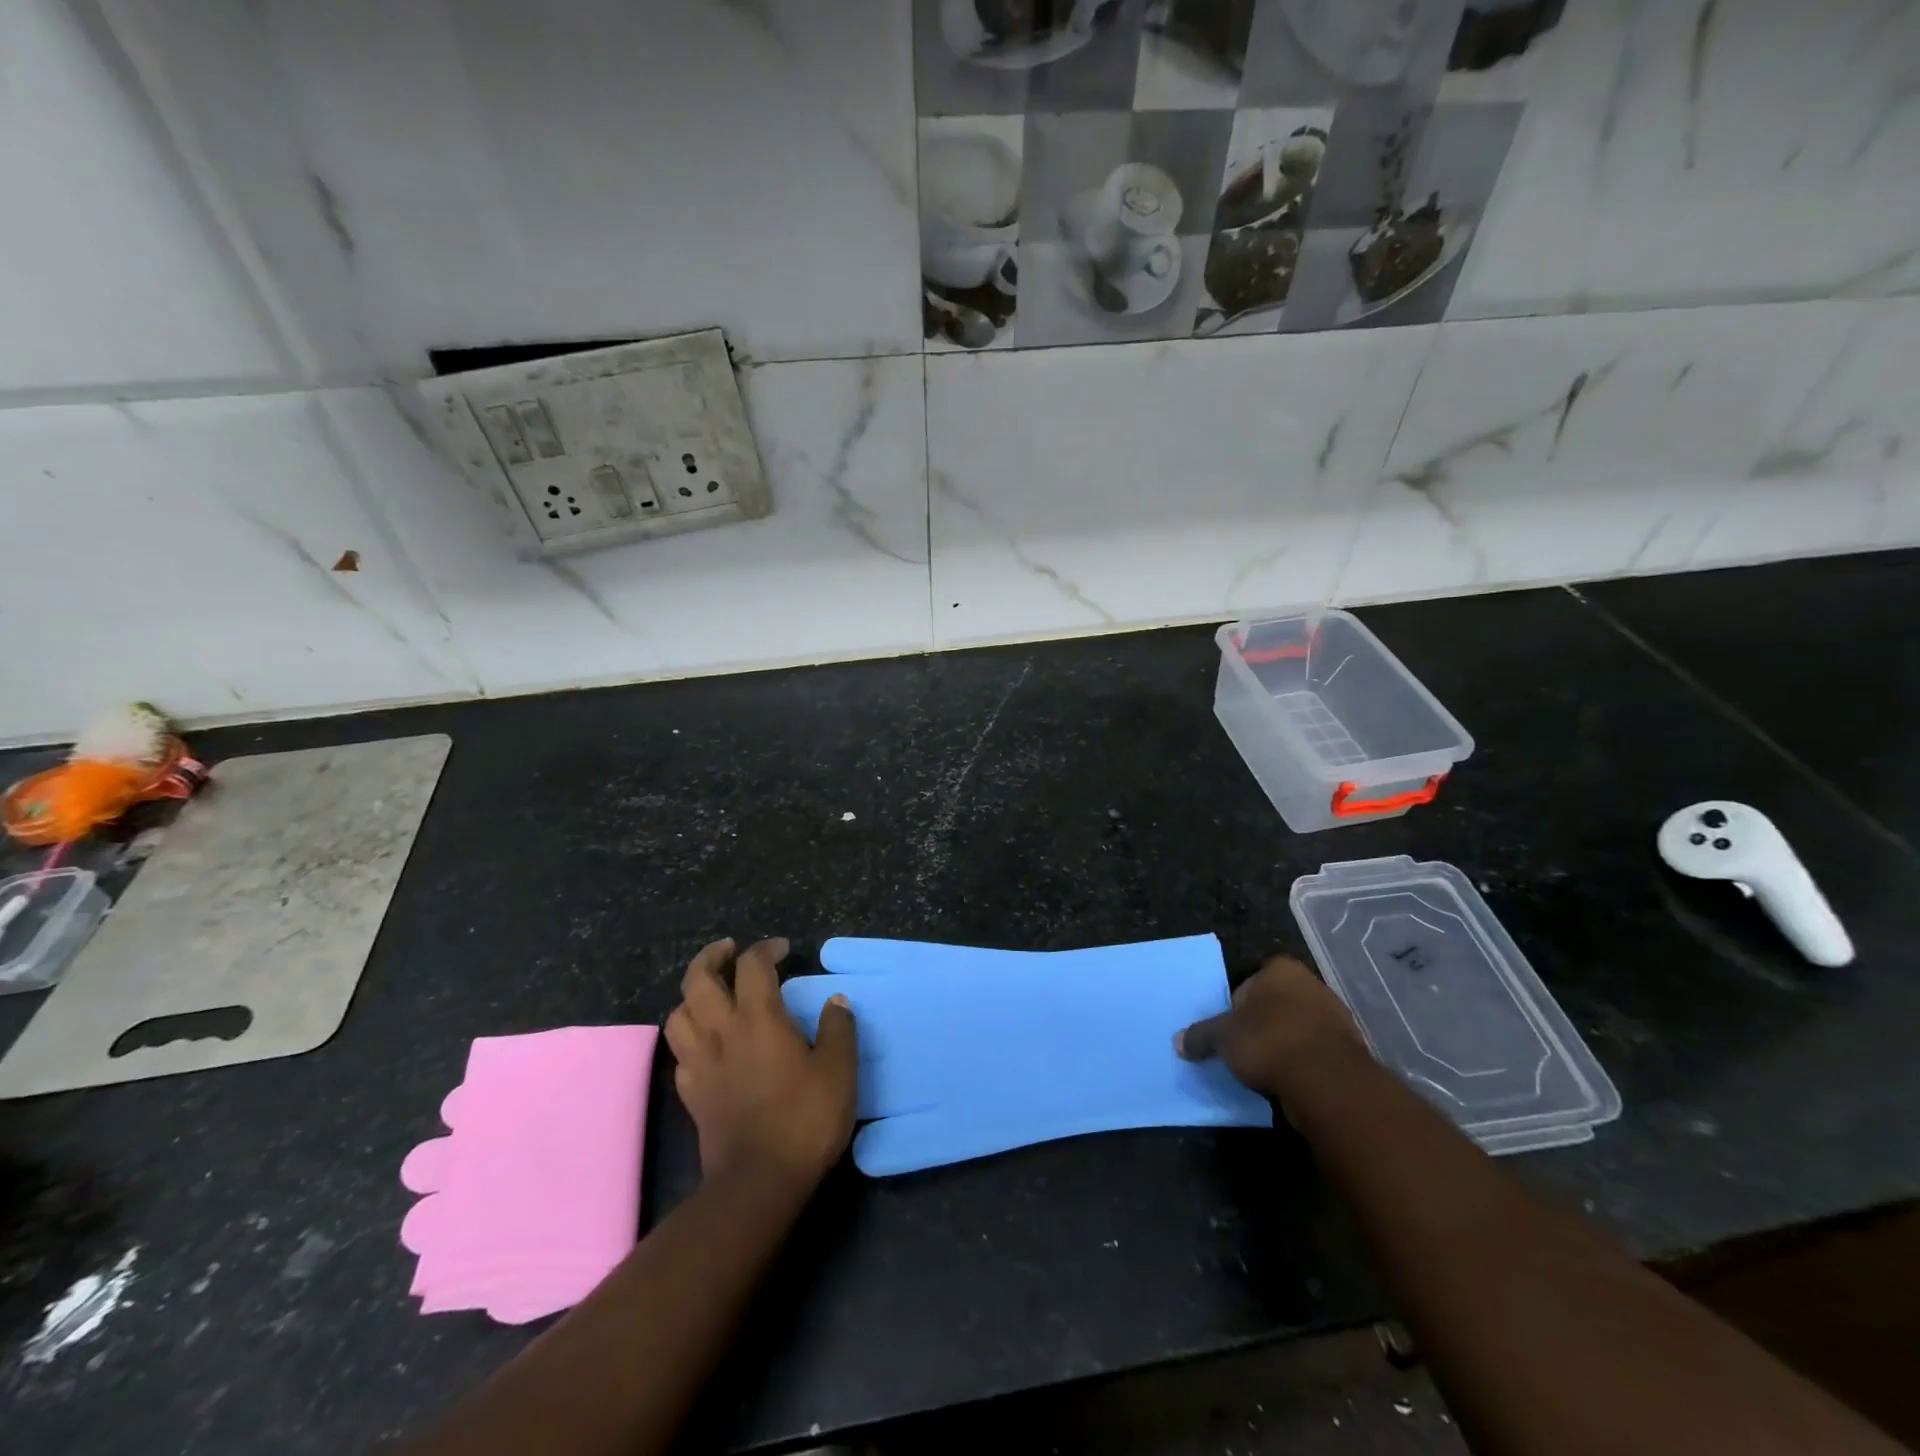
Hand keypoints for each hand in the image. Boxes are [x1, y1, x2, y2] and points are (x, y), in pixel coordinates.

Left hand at [664, 938, 857, 1187]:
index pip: (752, 965)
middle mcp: (722, 1032)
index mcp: (759, 1019)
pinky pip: (680, 1053)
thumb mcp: (839, 1070)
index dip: (765, 949)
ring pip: (678, 1015)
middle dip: (710, 957)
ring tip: (711, 995)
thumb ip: (838, 1028)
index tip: (783, 950)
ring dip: (692, 996)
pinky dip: (690, 1038)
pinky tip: (707, 1044)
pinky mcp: (691, 1095)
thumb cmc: (804, 1119)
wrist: (759, 1182)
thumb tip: (835, 1001)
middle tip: (728, 950)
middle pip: (698, 981)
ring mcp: (700, 1064)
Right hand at [1176, 955, 1364, 1102]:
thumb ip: (1201, 1036)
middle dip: (1261, 1026)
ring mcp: (1336, 1017)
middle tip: (1245, 1051)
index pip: (1249, 983)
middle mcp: (1312, 984)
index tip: (1231, 1032)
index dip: (1236, 1009)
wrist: (1328, 1083)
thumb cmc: (1269, 1042)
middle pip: (1275, 1005)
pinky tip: (1290, 1083)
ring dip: (1283, 1047)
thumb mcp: (1223, 1038)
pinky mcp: (1350, 1050)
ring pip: (1297, 1030)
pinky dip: (1303, 1065)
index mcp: (1281, 969)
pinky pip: (1315, 1054)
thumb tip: (1179, 1042)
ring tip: (1266, 1072)